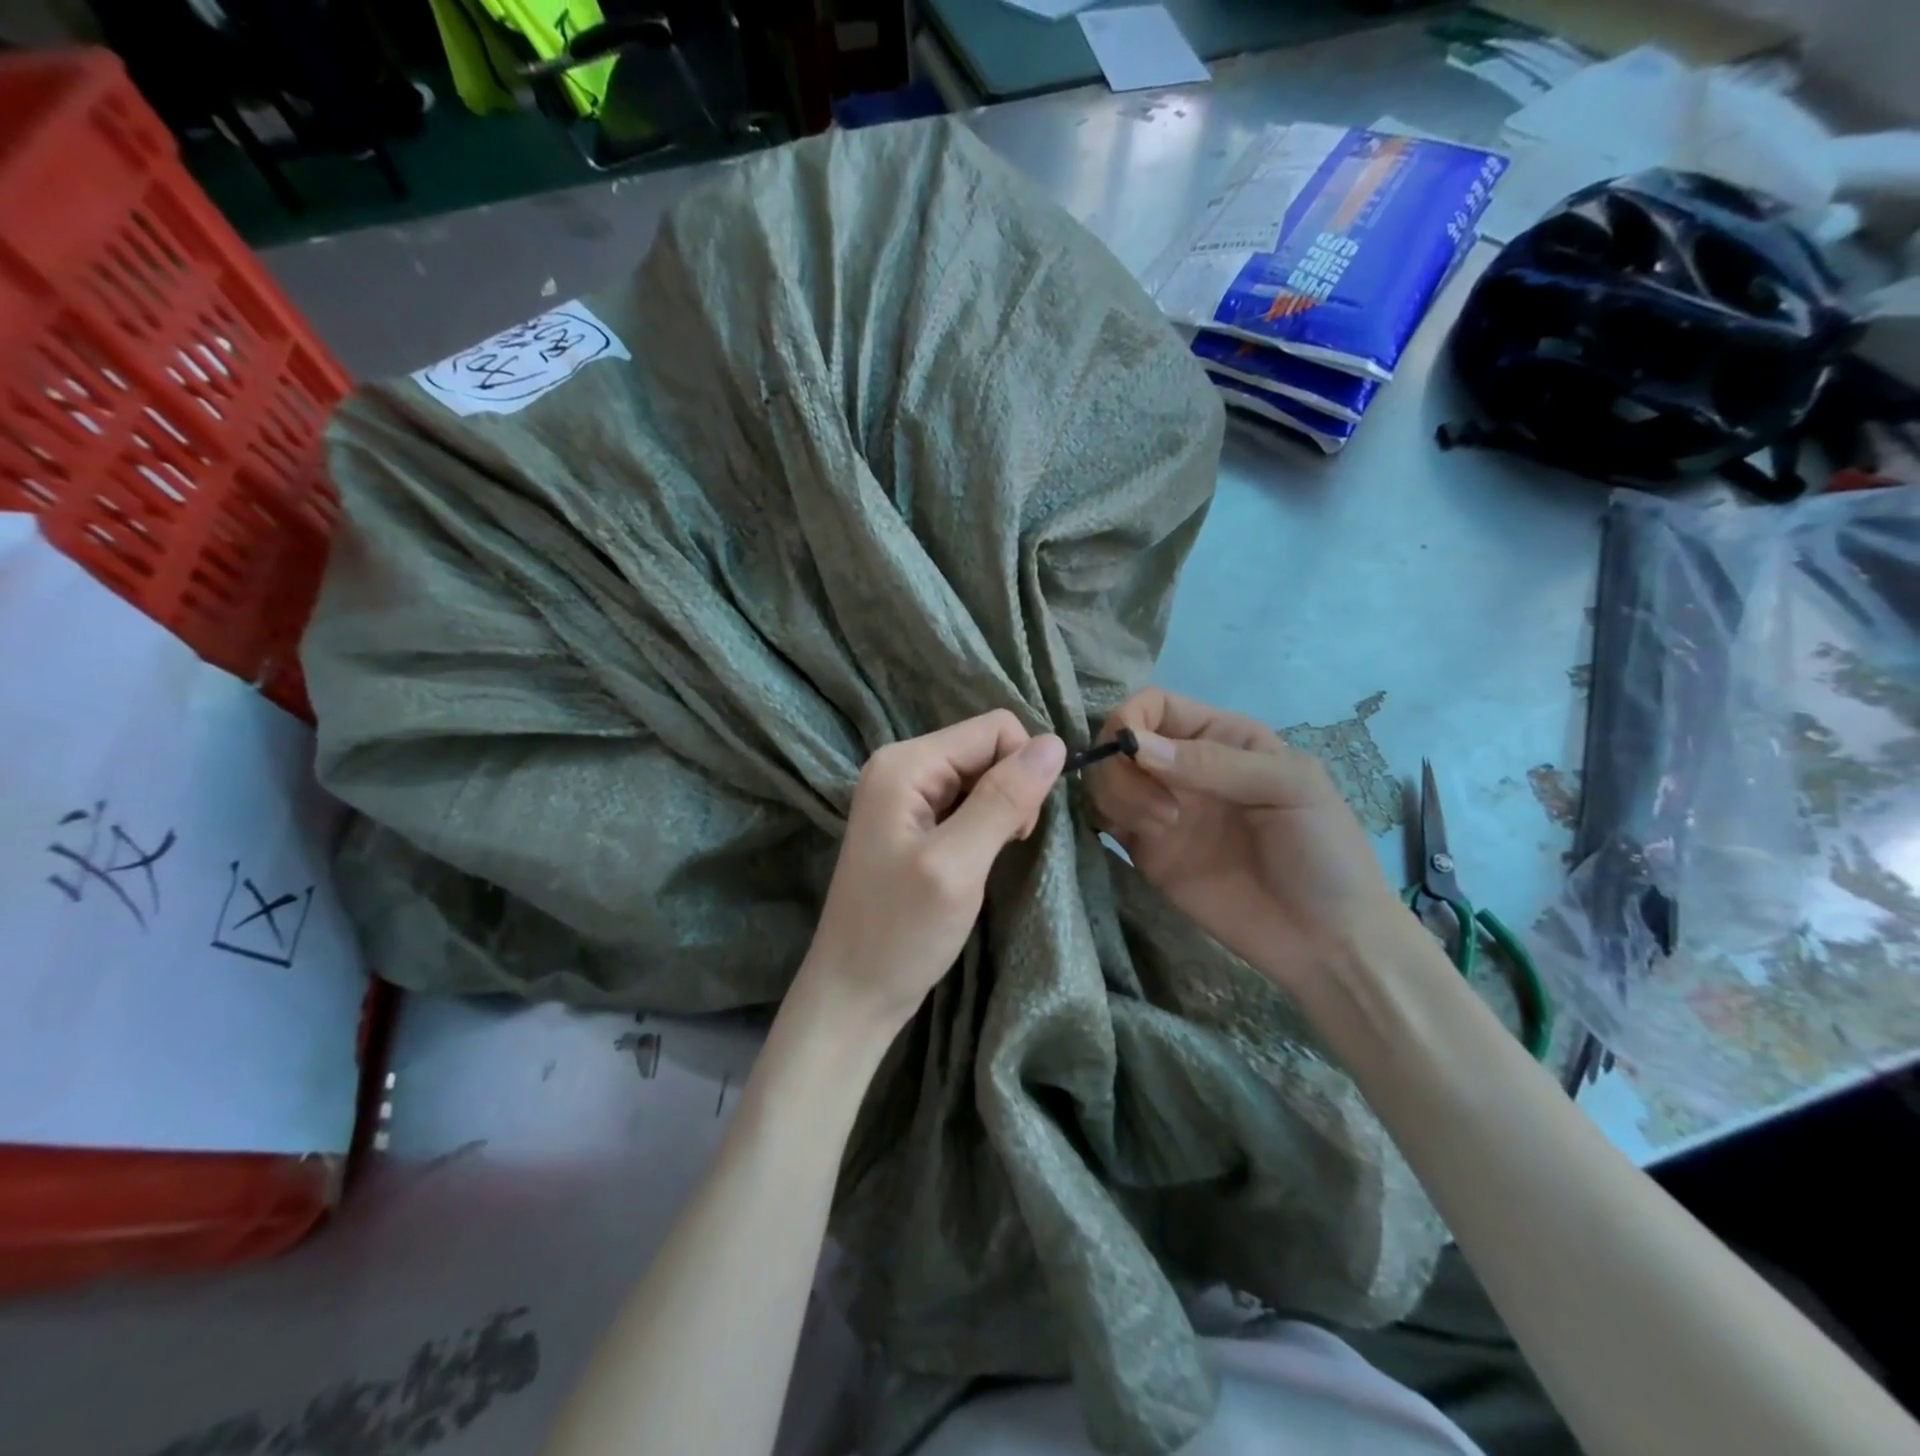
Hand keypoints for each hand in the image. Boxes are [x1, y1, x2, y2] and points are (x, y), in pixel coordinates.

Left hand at [800, 710, 1066, 1035]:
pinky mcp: (914, 823)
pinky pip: (967, 802)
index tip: (1019, 828)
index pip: (994, 729)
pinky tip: (975, 861)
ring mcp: (905, 795)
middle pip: (987, 749)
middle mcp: (902, 766)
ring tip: (985, 859)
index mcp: (905, 763)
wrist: (854, 993)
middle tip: (1003, 847)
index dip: (1022, 769)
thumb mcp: (957, 864)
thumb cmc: (901, 932)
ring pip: (982, 777)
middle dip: (1011, 791)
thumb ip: (1003, 799)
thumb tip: (1055, 742)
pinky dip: (985, 826)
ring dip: (1000, 812)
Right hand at [1087, 688, 1402, 993]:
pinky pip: (1103, 819)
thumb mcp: (1289, 787)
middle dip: (1120, 767)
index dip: (1131, 720)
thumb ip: (1213, 762)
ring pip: (1103, 779)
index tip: (1134, 754)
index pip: (1153, 706)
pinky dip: (1103, 819)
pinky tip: (1140, 839)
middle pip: (1118, 741)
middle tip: (1162, 811)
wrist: (1325, 940)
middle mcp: (1182, 766)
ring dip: (1117, 796)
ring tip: (1160, 830)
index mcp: (1220, 736)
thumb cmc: (1324, 852)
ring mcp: (1160, 808)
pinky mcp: (1146, 850)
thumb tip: (1134, 746)